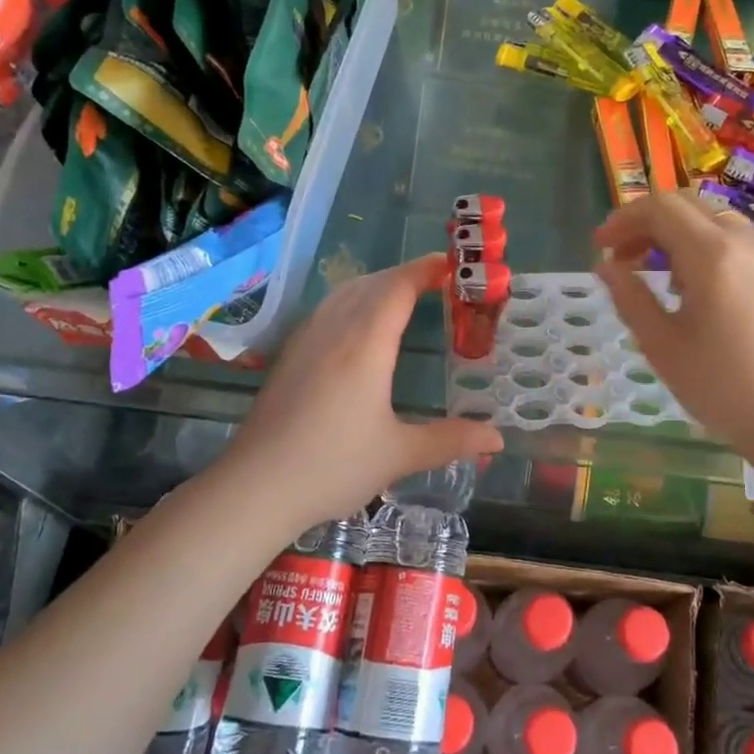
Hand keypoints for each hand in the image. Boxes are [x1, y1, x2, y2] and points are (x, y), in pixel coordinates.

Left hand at [221, 254, 503, 533]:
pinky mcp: (289, 354)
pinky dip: (353, 299)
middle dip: (406, 275)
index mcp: (365, 344)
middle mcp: (334, 330)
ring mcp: (306, 339)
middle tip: (438, 281)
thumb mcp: (399, 455)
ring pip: (345, 292)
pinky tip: (357, 324)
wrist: (256, 487)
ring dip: (377, 284)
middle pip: (372, 283)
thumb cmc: (333, 467)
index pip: (398, 288)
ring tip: (403, 295)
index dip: (426, 271)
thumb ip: (451, 441)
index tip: (452, 266)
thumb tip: (497, 439)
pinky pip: (326, 309)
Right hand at [594, 190, 753, 459]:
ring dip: (677, 233)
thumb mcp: (662, 345)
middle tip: (622, 256)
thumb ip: (629, 297)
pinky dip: (705, 245)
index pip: (660, 207)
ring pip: (714, 219)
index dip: (623, 219)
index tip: (600, 246)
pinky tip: (696, 287)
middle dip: (647, 222)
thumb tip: (606, 266)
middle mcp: (746, 240)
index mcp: (712, 253)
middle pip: (688, 205)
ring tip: (657, 274)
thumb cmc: (723, 387)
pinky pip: (737, 240)